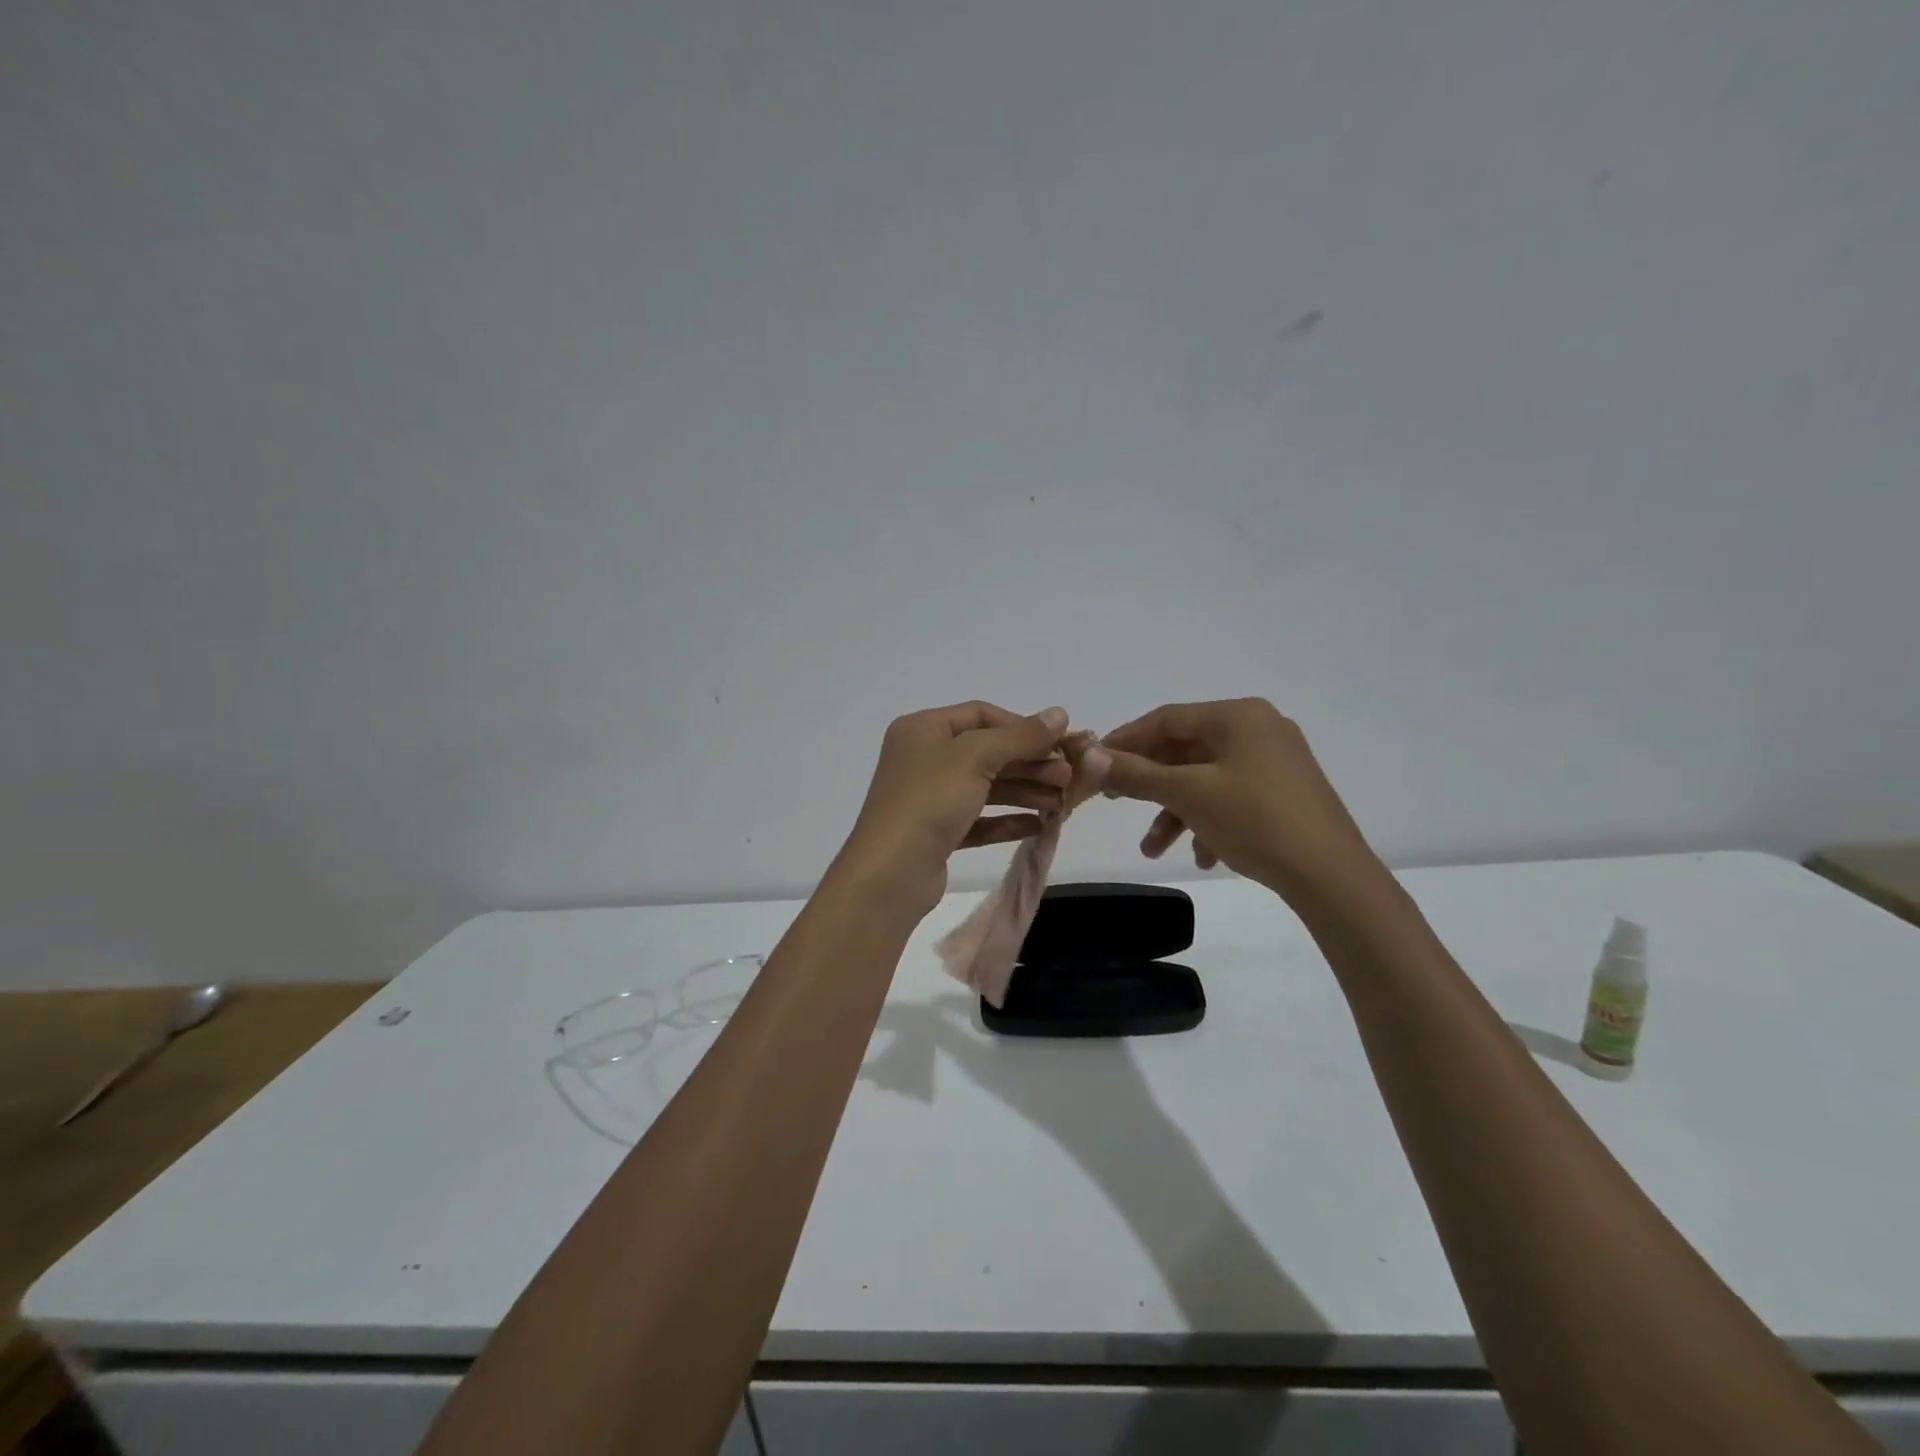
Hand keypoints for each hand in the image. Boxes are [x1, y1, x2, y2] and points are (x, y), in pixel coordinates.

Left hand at [839, 702, 1072, 916]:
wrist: (890, 874)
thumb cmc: (929, 801)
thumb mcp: (976, 758)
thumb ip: (1021, 736)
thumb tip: (1060, 713)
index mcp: (923, 729)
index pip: (981, 715)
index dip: (1022, 726)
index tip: (1058, 744)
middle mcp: (924, 758)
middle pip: (987, 752)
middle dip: (1029, 763)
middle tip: (1067, 778)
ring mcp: (929, 797)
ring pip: (986, 787)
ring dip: (1025, 791)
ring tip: (1061, 803)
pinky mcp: (937, 833)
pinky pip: (978, 819)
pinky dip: (1007, 820)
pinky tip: (1038, 825)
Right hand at [1084, 699, 1380, 907]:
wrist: (1331, 876)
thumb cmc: (1255, 820)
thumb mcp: (1188, 794)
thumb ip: (1136, 774)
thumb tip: (1091, 759)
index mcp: (1238, 716)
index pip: (1167, 719)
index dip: (1126, 740)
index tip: (1095, 763)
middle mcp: (1258, 730)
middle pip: (1186, 750)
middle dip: (1150, 784)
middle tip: (1116, 801)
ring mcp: (1275, 762)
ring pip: (1206, 780)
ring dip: (1175, 812)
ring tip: (1154, 851)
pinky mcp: (1285, 794)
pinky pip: (1232, 798)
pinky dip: (1208, 822)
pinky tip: (1204, 856)